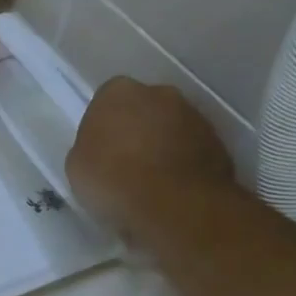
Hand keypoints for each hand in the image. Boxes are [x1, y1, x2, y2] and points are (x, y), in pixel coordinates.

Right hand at [66, 78, 235, 237]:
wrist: (173, 204)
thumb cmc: (112, 179)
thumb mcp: (77, 165)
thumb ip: (89, 147)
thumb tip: (102, 149)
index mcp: (117, 92)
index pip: (105, 101)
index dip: (102, 126)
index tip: (99, 150)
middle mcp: (159, 93)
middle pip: (143, 109)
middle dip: (136, 130)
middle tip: (124, 163)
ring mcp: (194, 116)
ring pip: (170, 128)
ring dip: (161, 146)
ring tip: (150, 182)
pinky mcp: (218, 142)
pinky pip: (191, 150)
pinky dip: (182, 164)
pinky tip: (171, 190)